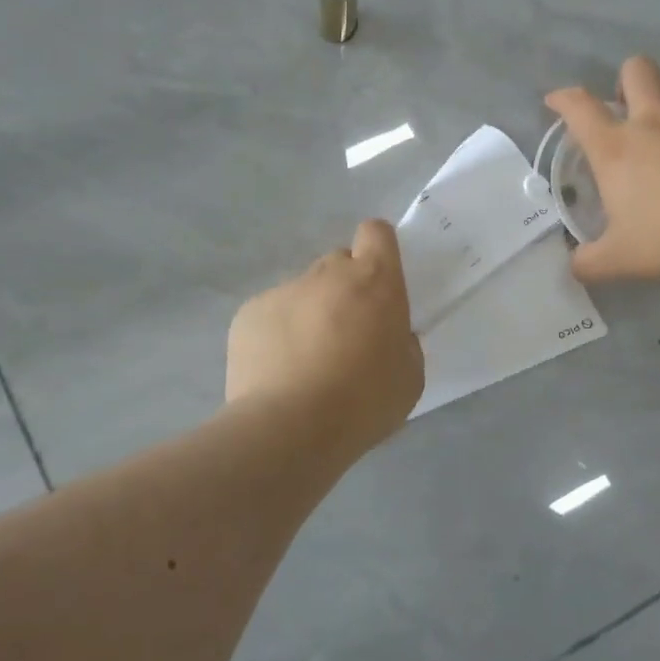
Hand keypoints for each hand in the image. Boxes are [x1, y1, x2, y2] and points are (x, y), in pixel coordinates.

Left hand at [227, 220, 424, 450]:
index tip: (378, 279)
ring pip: (303, 293)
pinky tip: (277, 373)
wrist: (290, 427)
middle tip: (345, 335)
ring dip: (309, 315)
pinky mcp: (249, 313)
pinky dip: (276, 336)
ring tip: (305, 364)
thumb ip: (403, 343)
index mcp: (375, 280)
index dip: (378, 250)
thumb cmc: (364, 402)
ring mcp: (285, 290)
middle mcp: (328, 273)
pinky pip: (270, 315)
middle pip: (338, 264)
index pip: (376, 233)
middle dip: (344, 290)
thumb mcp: (410, 376)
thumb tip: (389, 335)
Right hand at [546, 56, 659, 282]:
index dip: (563, 98)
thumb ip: (590, 262)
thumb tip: (574, 266)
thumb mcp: (621, 260)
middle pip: (637, 69)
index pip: (579, 107)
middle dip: (627, 80)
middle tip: (628, 109)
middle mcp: (655, 121)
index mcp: (617, 147)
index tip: (556, 101)